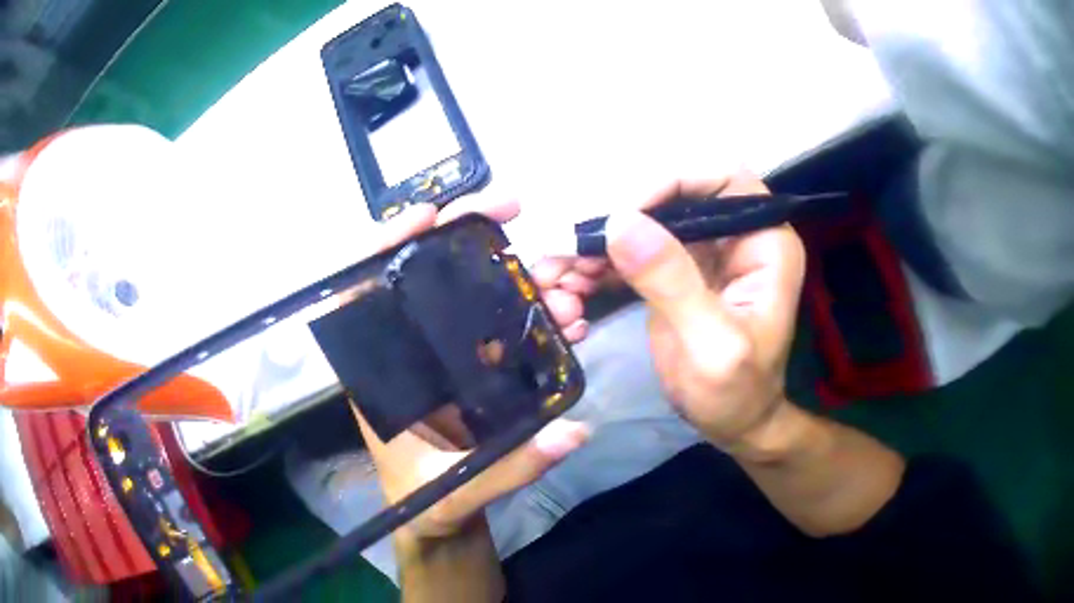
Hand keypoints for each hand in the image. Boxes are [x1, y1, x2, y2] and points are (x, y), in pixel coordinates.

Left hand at [352, 196, 589, 543]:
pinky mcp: (474, 370)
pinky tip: (567, 318)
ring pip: (472, 297)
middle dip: (466, 235)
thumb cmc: (424, 506)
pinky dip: (533, 315)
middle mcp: (407, 353)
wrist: (442, 520)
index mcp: (378, 375)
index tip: (428, 216)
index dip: (384, 247)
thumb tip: (574, 432)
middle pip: (425, 276)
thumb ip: (508, 468)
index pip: (363, 295)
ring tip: (563, 285)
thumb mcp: (452, 491)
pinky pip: (501, 328)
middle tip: (512, 207)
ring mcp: (444, 358)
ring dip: (516, 277)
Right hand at [535, 173, 805, 457]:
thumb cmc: (738, 393)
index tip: (622, 213)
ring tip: (560, 277)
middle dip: (620, 218)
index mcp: (764, 242)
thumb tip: (620, 222)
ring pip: (645, 222)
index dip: (672, 181)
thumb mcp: (712, 346)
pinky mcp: (674, 271)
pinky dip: (599, 265)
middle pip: (673, 195)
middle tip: (575, 250)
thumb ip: (673, 283)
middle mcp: (735, 235)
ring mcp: (702, 251)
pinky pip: (632, 251)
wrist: (733, 425)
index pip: (722, 179)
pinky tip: (571, 286)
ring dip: (599, 244)